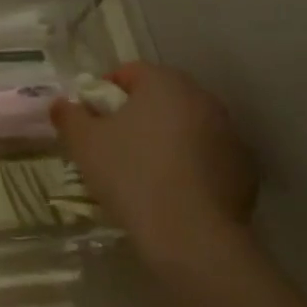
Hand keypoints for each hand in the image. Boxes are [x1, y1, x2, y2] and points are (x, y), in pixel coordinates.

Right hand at [51, 63, 256, 267]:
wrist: (189, 234)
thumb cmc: (130, 175)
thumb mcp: (84, 144)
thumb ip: (69, 116)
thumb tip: (62, 104)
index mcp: (164, 83)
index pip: (129, 72)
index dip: (104, 93)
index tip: (90, 121)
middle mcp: (203, 98)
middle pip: (161, 98)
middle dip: (136, 116)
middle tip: (113, 147)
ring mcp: (229, 133)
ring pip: (187, 127)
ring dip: (166, 140)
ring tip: (143, 174)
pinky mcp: (244, 168)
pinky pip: (208, 157)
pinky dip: (190, 166)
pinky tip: (172, 193)